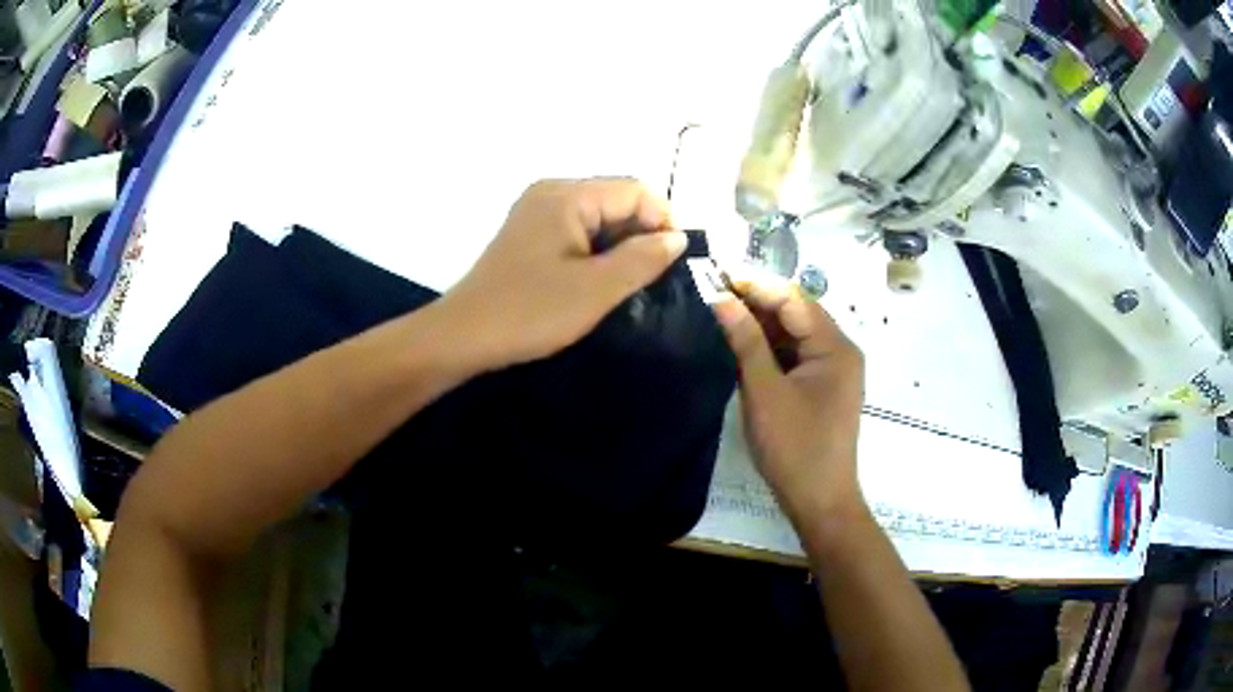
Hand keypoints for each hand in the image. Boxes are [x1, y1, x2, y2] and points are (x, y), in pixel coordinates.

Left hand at [440, 179, 686, 369]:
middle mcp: (551, 191)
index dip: (662, 221)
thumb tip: (678, 237)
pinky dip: (596, 250)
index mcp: (567, 195)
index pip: (635, 190)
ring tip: (628, 283)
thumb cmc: (530, 311)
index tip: (672, 264)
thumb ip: (643, 259)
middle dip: (641, 233)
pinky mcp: (529, 234)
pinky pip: (577, 230)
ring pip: (598, 216)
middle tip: (652, 278)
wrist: (464, 336)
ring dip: (620, 245)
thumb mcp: (596, 289)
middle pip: (616, 199)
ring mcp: (537, 211)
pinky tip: (599, 280)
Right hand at [712, 277, 865, 523]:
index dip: (755, 284)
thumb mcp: (765, 392)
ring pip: (796, 333)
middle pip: (797, 312)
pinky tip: (743, 344)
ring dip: (763, 324)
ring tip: (722, 315)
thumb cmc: (794, 447)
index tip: (716, 275)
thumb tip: (721, 298)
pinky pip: (797, 354)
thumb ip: (745, 341)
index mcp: (835, 346)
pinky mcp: (824, 385)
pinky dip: (771, 347)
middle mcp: (840, 349)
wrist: (820, 500)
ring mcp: (835, 368)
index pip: (793, 299)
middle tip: (714, 295)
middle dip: (758, 302)